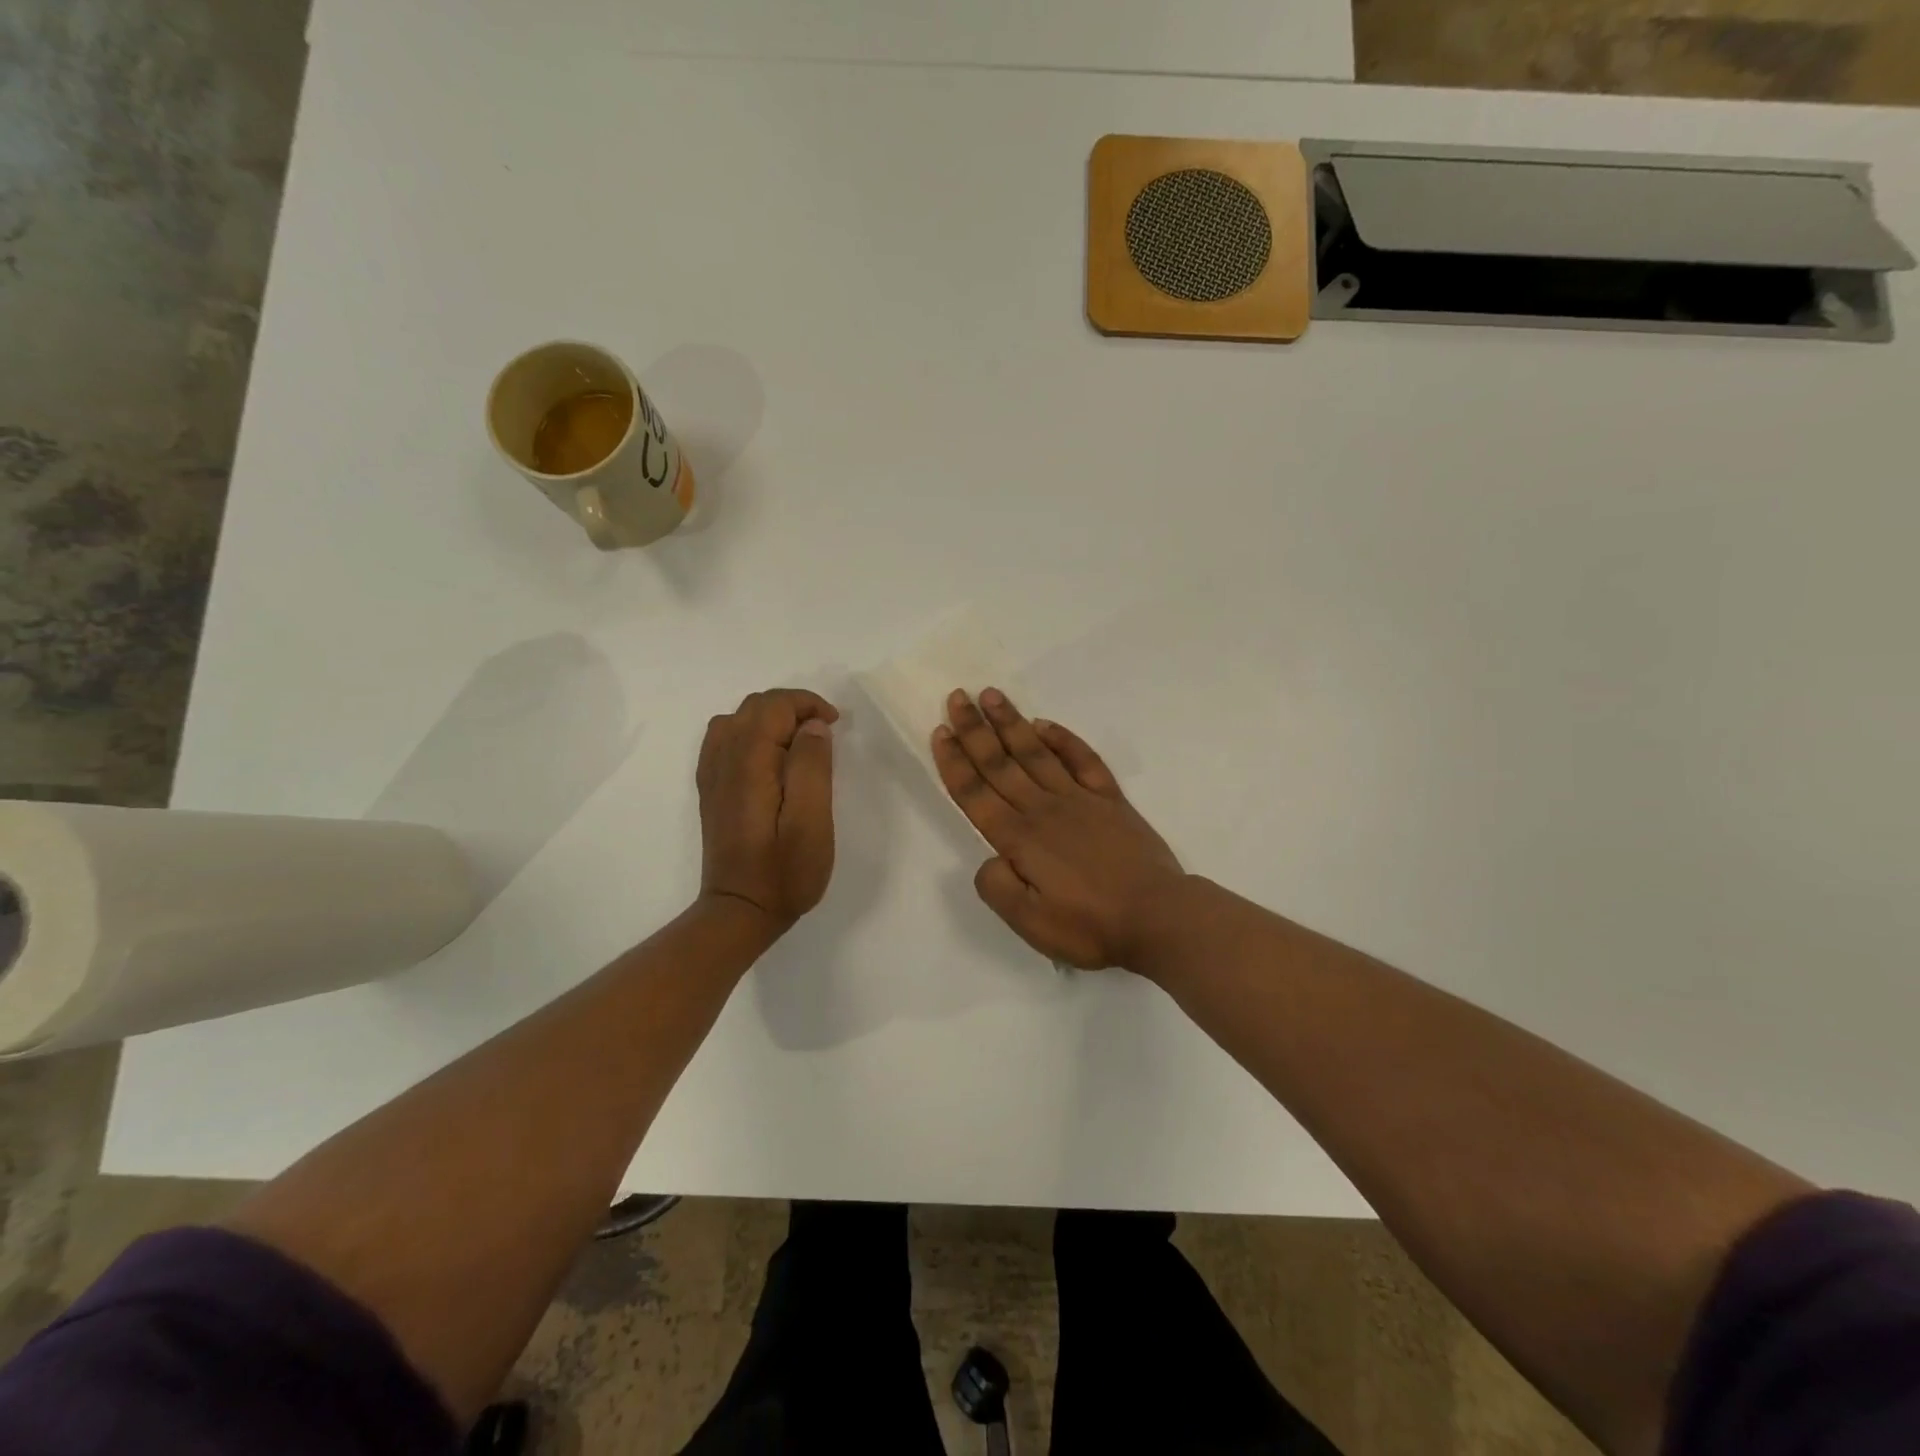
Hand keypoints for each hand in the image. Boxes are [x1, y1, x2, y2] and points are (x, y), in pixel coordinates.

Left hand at [696, 688, 838, 933]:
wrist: (740, 911)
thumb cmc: (785, 871)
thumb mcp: (812, 821)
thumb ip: (812, 767)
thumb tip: (812, 727)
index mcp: (749, 762)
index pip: (774, 705)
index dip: (807, 704)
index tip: (835, 725)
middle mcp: (723, 759)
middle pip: (755, 706)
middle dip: (793, 708)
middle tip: (824, 734)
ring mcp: (712, 774)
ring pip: (738, 719)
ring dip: (772, 719)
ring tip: (800, 743)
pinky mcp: (712, 789)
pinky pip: (725, 740)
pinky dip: (752, 733)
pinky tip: (770, 757)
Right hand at [932, 688, 1186, 969]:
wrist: (1158, 917)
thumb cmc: (1090, 926)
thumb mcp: (1031, 924)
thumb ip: (998, 888)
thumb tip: (989, 858)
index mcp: (1019, 838)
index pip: (975, 793)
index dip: (955, 762)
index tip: (940, 732)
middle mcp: (1043, 809)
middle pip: (1000, 763)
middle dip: (975, 730)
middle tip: (957, 698)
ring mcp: (1079, 799)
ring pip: (1036, 752)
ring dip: (1011, 723)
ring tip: (992, 695)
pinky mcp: (1110, 800)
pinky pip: (1083, 759)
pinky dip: (1063, 739)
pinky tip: (1046, 724)